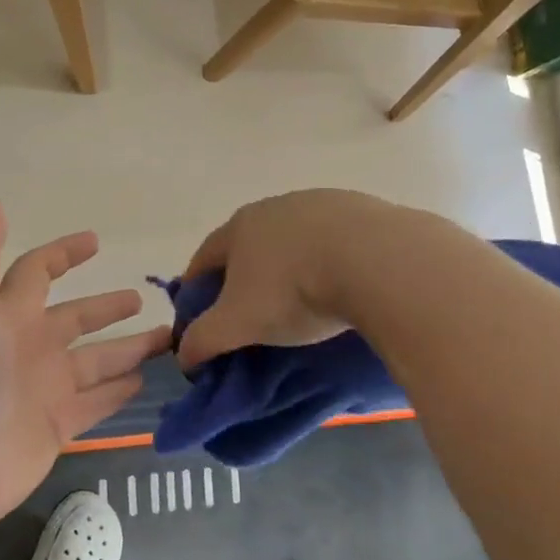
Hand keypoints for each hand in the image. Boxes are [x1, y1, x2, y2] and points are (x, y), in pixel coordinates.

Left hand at [0, 195, 170, 535]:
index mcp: (6, 314)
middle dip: (107, 307)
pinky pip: (96, 402)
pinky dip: (119, 392)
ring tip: (168, 338)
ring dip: (129, 349)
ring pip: (96, 361)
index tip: (97, 241)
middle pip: (76, 319)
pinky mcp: (57, 425)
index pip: (37, 272)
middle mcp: (28, 347)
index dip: (63, 254)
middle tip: (143, 297)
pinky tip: (145, 381)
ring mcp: (44, 389)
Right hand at [176, 189, 403, 368]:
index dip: (196, 289)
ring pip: (294, 240)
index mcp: (239, 227)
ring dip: (291, 266)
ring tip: (303, 302)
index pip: (204, 258)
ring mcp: (321, 204)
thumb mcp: (237, 324)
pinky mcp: (362, 210)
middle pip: (249, 245)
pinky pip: (336, 242)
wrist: (375, 260)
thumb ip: (202, 340)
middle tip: (252, 314)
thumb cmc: (293, 290)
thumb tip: (184, 356)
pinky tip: (343, 285)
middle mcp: (275, 206)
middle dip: (244, 277)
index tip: (200, 318)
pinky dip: (331, 261)